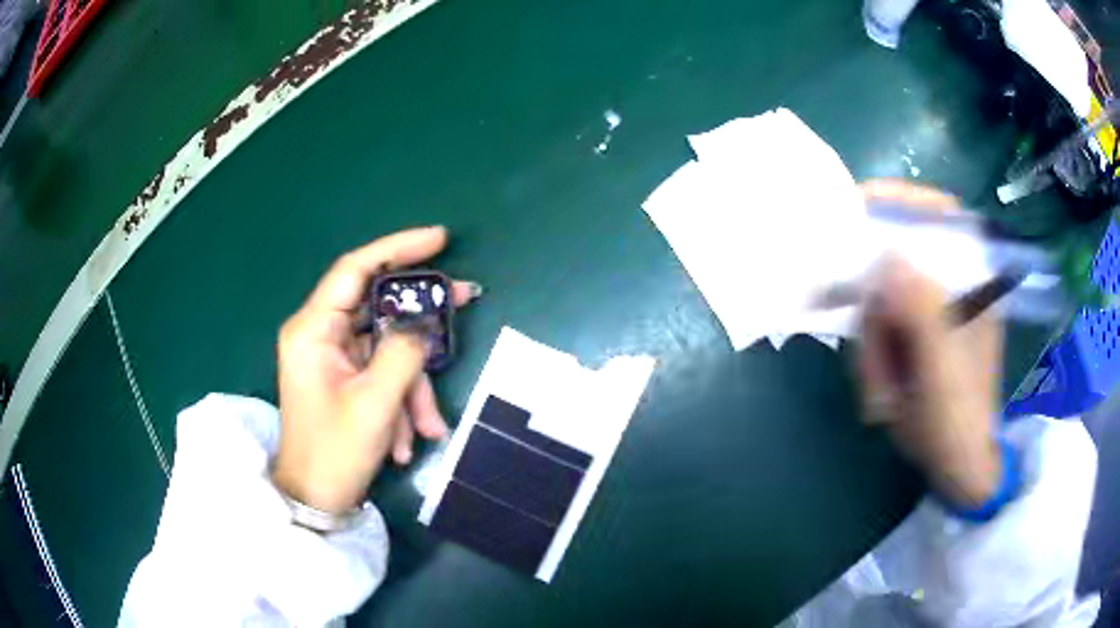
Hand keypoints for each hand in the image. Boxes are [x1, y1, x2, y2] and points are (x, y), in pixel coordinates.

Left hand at [272, 226, 478, 513]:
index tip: (440, 239)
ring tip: (427, 427)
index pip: (356, 268)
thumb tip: (422, 324)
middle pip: (378, 306)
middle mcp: (320, 334)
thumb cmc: (334, 452)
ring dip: (412, 386)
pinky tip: (406, 439)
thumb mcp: (375, 403)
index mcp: (313, 329)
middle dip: (419, 320)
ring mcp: (333, 358)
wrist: (315, 500)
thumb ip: (404, 352)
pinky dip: (400, 401)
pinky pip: (382, 374)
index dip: (398, 247)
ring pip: (387, 349)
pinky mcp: (344, 378)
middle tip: (464, 301)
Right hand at [857, 181, 1003, 508]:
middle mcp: (951, 286)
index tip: (862, 203)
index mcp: (973, 282)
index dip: (905, 200)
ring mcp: (930, 311)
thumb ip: (924, 313)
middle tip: (874, 354)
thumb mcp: (944, 370)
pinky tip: (882, 388)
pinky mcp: (913, 334)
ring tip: (882, 391)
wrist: (955, 464)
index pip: (943, 216)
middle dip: (878, 309)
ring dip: (873, 345)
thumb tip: (888, 259)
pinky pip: (878, 326)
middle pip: (899, 263)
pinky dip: (872, 355)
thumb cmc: (959, 420)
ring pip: (882, 299)